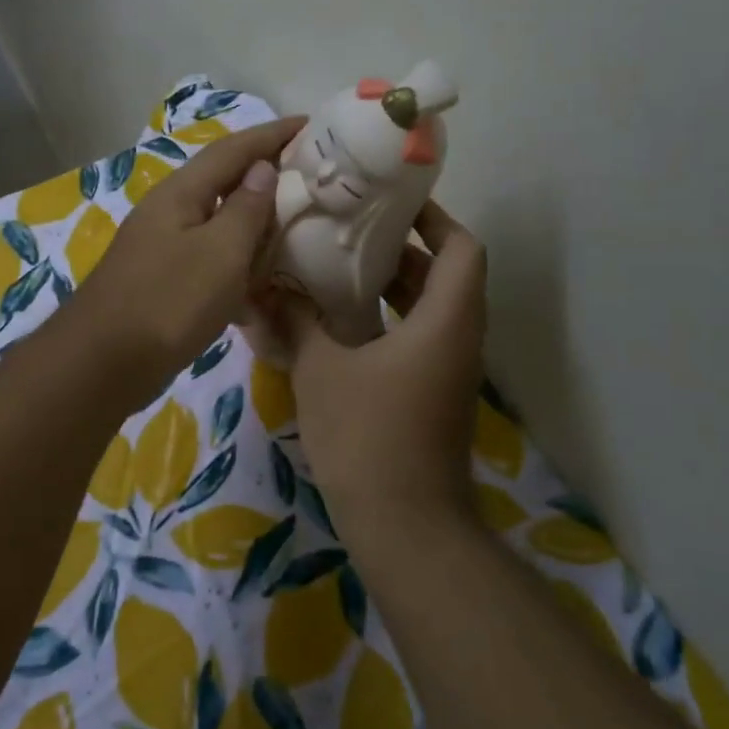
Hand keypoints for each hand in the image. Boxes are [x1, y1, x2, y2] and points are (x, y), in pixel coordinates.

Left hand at [63, 116, 304, 407]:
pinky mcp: (163, 284)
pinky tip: (260, 290)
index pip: (233, 150)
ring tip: (295, 228)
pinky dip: (237, 268)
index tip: (312, 124)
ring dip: (254, 225)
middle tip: (311, 178)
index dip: (273, 135)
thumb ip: (245, 209)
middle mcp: (169, 213)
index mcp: (181, 194)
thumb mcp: (219, 252)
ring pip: (218, 225)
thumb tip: (261, 169)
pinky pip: (209, 263)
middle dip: (266, 176)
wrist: (104, 364)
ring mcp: (162, 249)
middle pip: (223, 183)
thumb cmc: (168, 301)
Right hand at [255, 202, 488, 530]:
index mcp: (445, 321)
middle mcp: (457, 340)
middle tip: (350, 232)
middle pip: (445, 276)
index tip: (392, 203)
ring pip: (430, 311)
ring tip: (338, 270)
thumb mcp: (321, 370)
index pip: (462, 248)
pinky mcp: (433, 397)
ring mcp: (448, 372)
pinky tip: (339, 325)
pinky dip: (387, 322)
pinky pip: (418, 340)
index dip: (434, 219)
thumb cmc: (367, 435)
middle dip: (402, 250)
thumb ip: (296, 322)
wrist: (404, 524)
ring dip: (393, 288)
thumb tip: (265, 287)